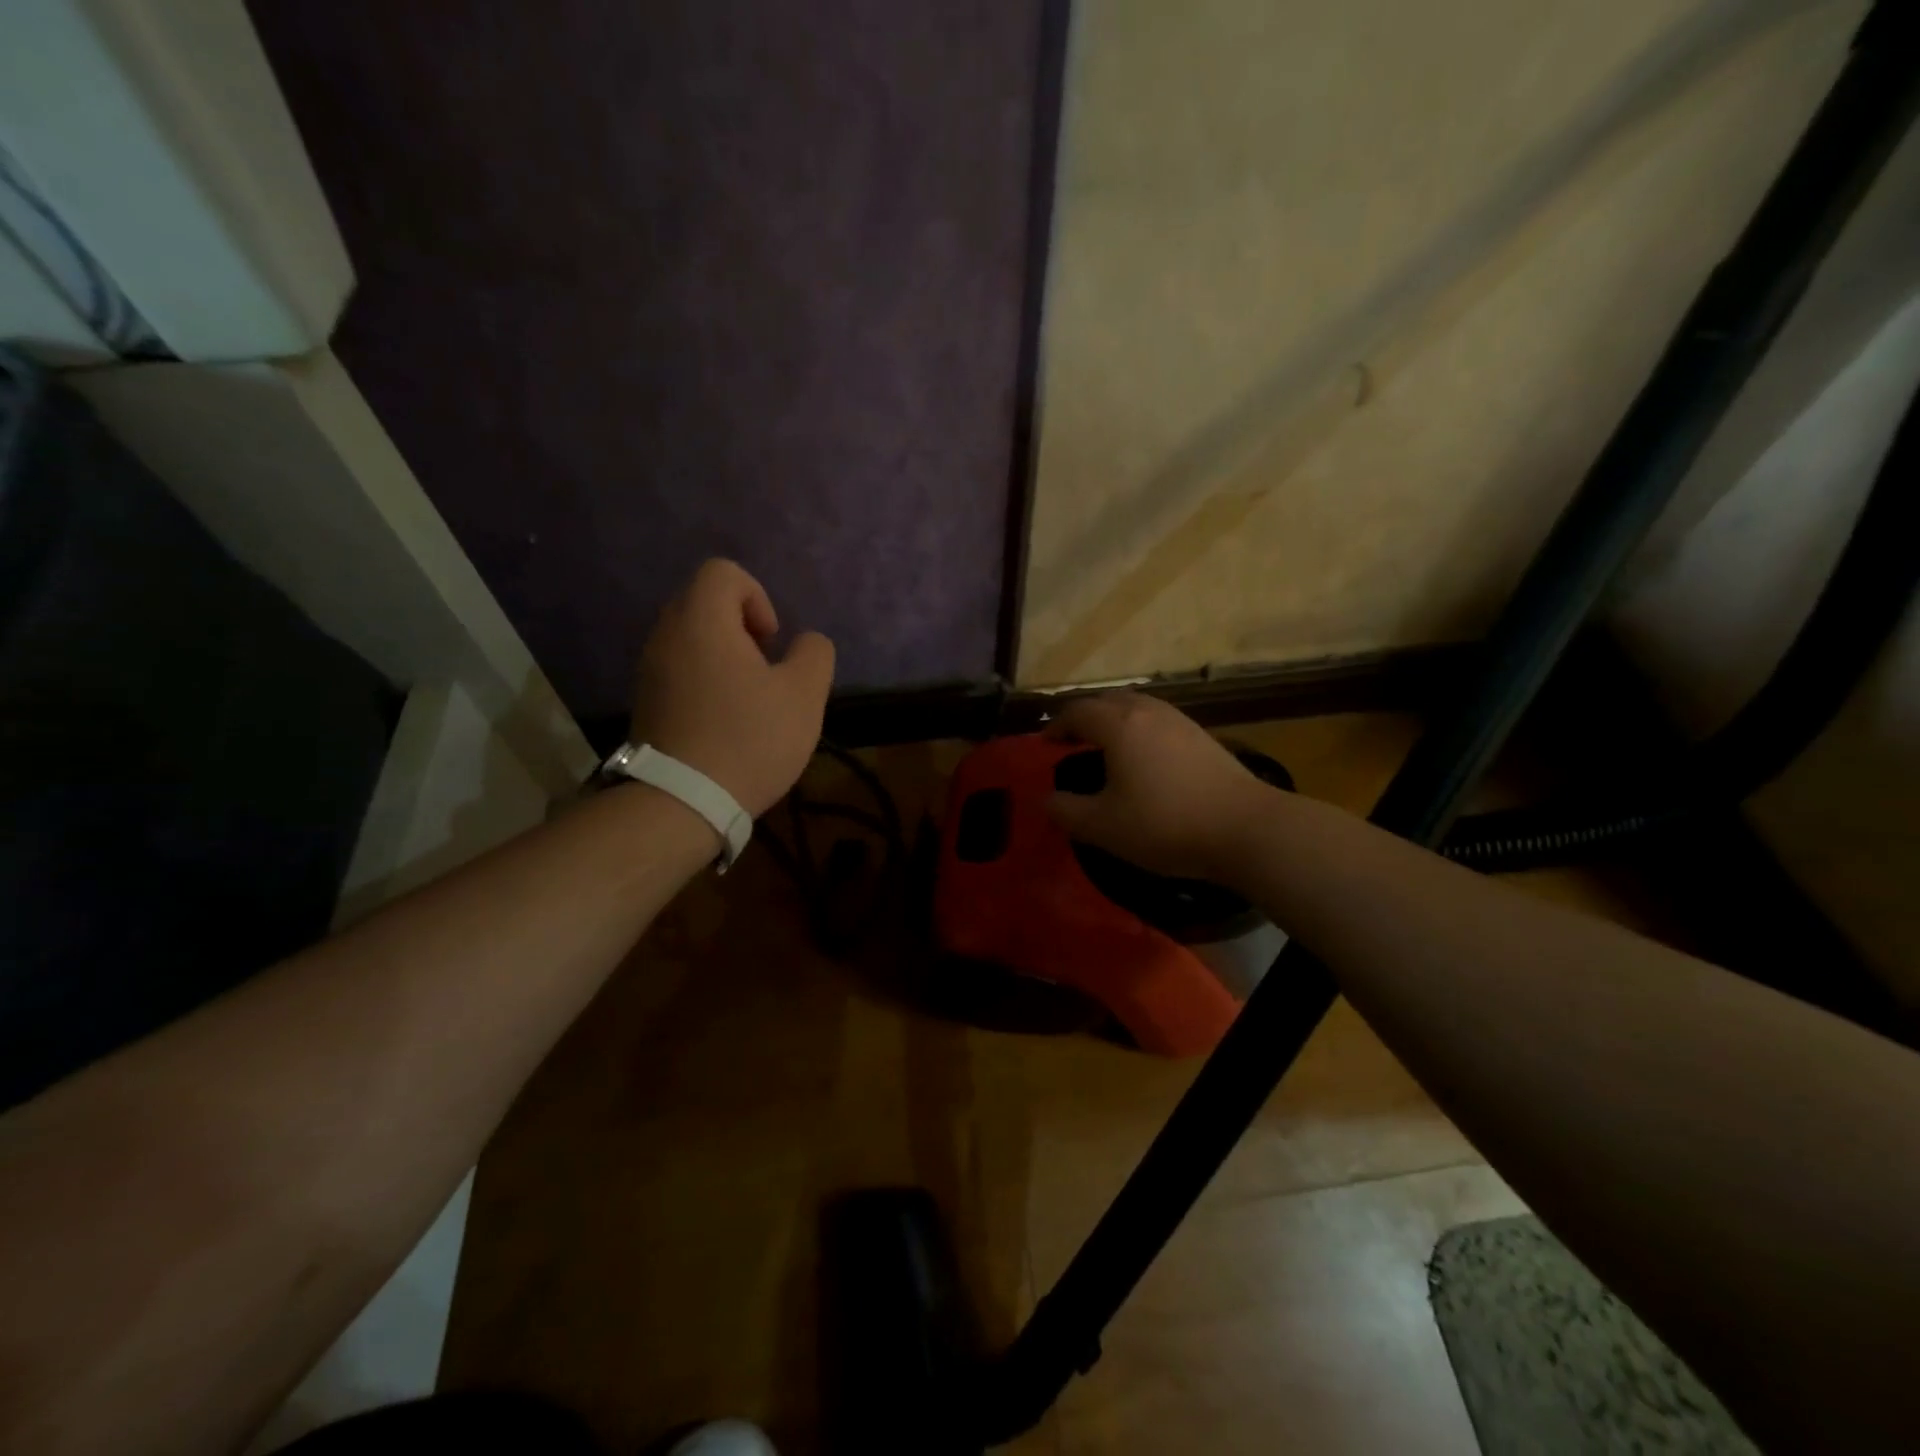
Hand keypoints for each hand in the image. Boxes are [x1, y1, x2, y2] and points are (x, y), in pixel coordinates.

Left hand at [630, 559, 835, 816]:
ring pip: (692, 637)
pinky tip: (725, 720)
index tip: (772, 643)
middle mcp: (667, 635)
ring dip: (725, 655)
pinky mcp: (645, 701)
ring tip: (749, 699)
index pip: (723, 572)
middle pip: (705, 602)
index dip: (758, 597)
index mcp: (702, 622)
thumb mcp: (804, 695)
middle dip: (743, 627)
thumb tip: (805, 643)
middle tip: (765, 670)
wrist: (682, 802)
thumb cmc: (748, 740)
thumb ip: (814, 654)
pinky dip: (705, 679)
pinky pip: (679, 668)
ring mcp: (649, 669)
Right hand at [1044, 692, 1272, 882]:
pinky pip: (1158, 720)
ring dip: (1114, 720)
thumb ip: (1066, 811)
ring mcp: (1180, 721)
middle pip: (1107, 700)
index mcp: (1119, 725)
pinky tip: (1144, 758)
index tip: (1044, 745)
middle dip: (1084, 717)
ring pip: (1136, 706)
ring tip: (1105, 746)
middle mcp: (1148, 712)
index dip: (1056, 726)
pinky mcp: (1202, 737)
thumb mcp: (1103, 826)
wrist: (1245, 828)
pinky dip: (1139, 729)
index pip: (1077, 712)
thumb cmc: (1165, 824)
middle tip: (1071, 741)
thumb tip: (1047, 799)